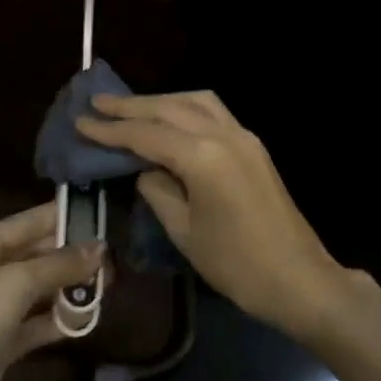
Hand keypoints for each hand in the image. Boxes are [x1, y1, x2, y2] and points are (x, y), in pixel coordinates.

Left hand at [0, 203, 102, 380]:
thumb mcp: (16, 281)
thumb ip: (59, 264)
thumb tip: (100, 249)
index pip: (25, 223)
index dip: (60, 218)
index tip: (98, 215)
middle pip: (33, 257)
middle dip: (70, 257)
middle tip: (111, 258)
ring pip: (37, 292)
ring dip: (68, 289)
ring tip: (108, 285)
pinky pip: (35, 325)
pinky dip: (58, 321)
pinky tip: (87, 319)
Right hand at [78, 92, 348, 340]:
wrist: (299, 279)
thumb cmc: (236, 264)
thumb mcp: (185, 231)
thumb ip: (158, 190)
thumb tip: (146, 168)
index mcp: (203, 156)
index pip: (147, 134)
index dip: (111, 130)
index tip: (82, 121)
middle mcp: (224, 134)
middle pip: (169, 108)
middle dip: (131, 105)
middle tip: (97, 102)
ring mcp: (243, 136)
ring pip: (195, 101)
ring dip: (160, 101)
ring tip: (130, 107)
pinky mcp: (252, 145)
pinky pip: (213, 112)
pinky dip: (185, 108)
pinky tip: (169, 118)